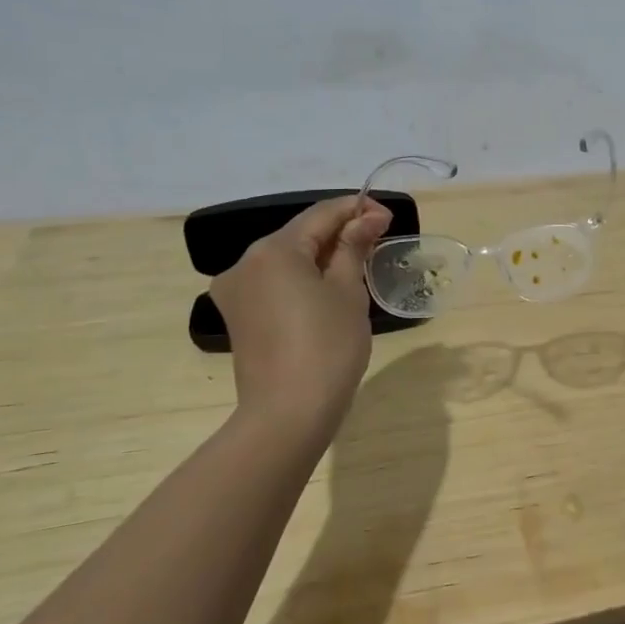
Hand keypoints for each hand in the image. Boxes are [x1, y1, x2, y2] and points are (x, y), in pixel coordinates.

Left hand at [209, 196, 392, 439]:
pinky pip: (275, 282)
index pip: (321, 215)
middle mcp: (245, 262)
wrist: (289, 413)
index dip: (357, 210)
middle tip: (378, 240)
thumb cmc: (328, 346)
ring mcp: (236, 291)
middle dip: (339, 233)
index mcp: (273, 250)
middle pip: (300, 235)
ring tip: (358, 264)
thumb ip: (354, 247)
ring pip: (286, 259)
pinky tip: (328, 289)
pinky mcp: (238, 315)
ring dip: (321, 256)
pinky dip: (303, 278)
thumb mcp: (348, 292)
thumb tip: (367, 218)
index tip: (388, 217)